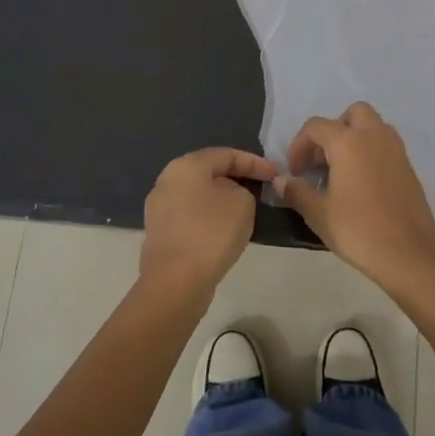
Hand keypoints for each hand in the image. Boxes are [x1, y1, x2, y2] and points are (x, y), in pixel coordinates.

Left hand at [139, 147, 278, 298]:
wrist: (175, 281)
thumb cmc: (211, 232)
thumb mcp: (243, 203)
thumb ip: (242, 190)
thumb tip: (229, 196)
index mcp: (185, 166)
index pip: (226, 154)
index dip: (254, 162)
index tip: (275, 174)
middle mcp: (166, 181)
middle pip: (208, 173)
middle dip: (236, 179)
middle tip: (259, 188)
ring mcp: (159, 208)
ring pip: (198, 196)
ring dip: (221, 200)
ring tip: (244, 210)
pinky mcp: (160, 233)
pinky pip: (190, 216)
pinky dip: (209, 218)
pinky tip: (223, 231)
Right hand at [277, 103, 434, 291]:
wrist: (409, 255)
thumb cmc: (359, 231)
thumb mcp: (319, 214)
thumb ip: (297, 192)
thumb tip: (281, 181)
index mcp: (349, 142)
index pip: (316, 126)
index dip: (299, 145)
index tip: (295, 171)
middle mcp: (375, 137)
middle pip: (353, 114)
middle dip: (334, 130)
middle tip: (322, 160)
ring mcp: (396, 151)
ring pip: (373, 127)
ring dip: (355, 138)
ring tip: (340, 170)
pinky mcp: (409, 168)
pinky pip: (386, 146)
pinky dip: (370, 153)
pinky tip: (361, 184)